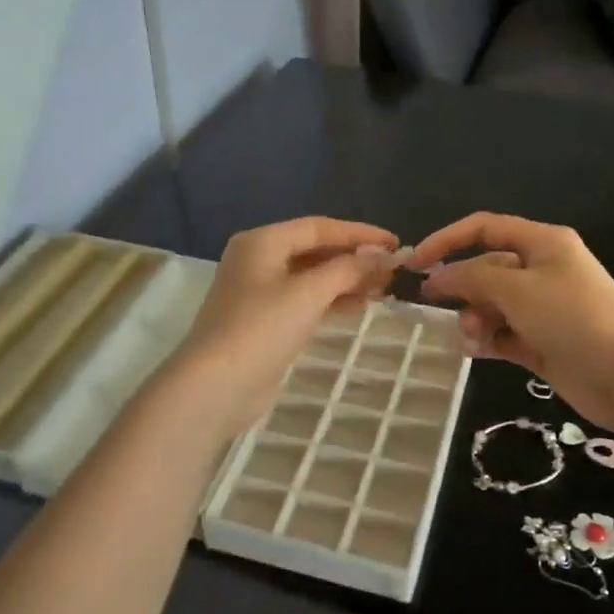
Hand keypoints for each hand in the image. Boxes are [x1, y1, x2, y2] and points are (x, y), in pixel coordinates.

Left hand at [171, 216, 401, 437]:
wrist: (216, 385)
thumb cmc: (262, 328)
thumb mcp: (309, 292)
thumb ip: (349, 269)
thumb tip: (383, 255)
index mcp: (263, 241)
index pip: (319, 227)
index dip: (360, 234)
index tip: (396, 243)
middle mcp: (258, 260)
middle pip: (315, 250)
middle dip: (355, 258)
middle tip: (393, 269)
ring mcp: (259, 292)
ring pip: (312, 277)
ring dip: (347, 280)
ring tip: (384, 288)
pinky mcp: (265, 321)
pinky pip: (305, 300)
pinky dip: (332, 300)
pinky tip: (360, 306)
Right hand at [411, 213, 613, 434]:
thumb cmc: (573, 318)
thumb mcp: (517, 290)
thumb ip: (472, 279)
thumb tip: (437, 277)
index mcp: (542, 243)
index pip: (484, 228)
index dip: (446, 240)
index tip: (416, 262)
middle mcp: (541, 270)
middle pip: (486, 269)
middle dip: (462, 288)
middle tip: (440, 308)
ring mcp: (542, 308)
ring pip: (491, 304)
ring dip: (474, 318)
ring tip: (473, 338)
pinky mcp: (541, 341)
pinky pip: (502, 333)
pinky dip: (487, 340)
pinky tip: (476, 351)